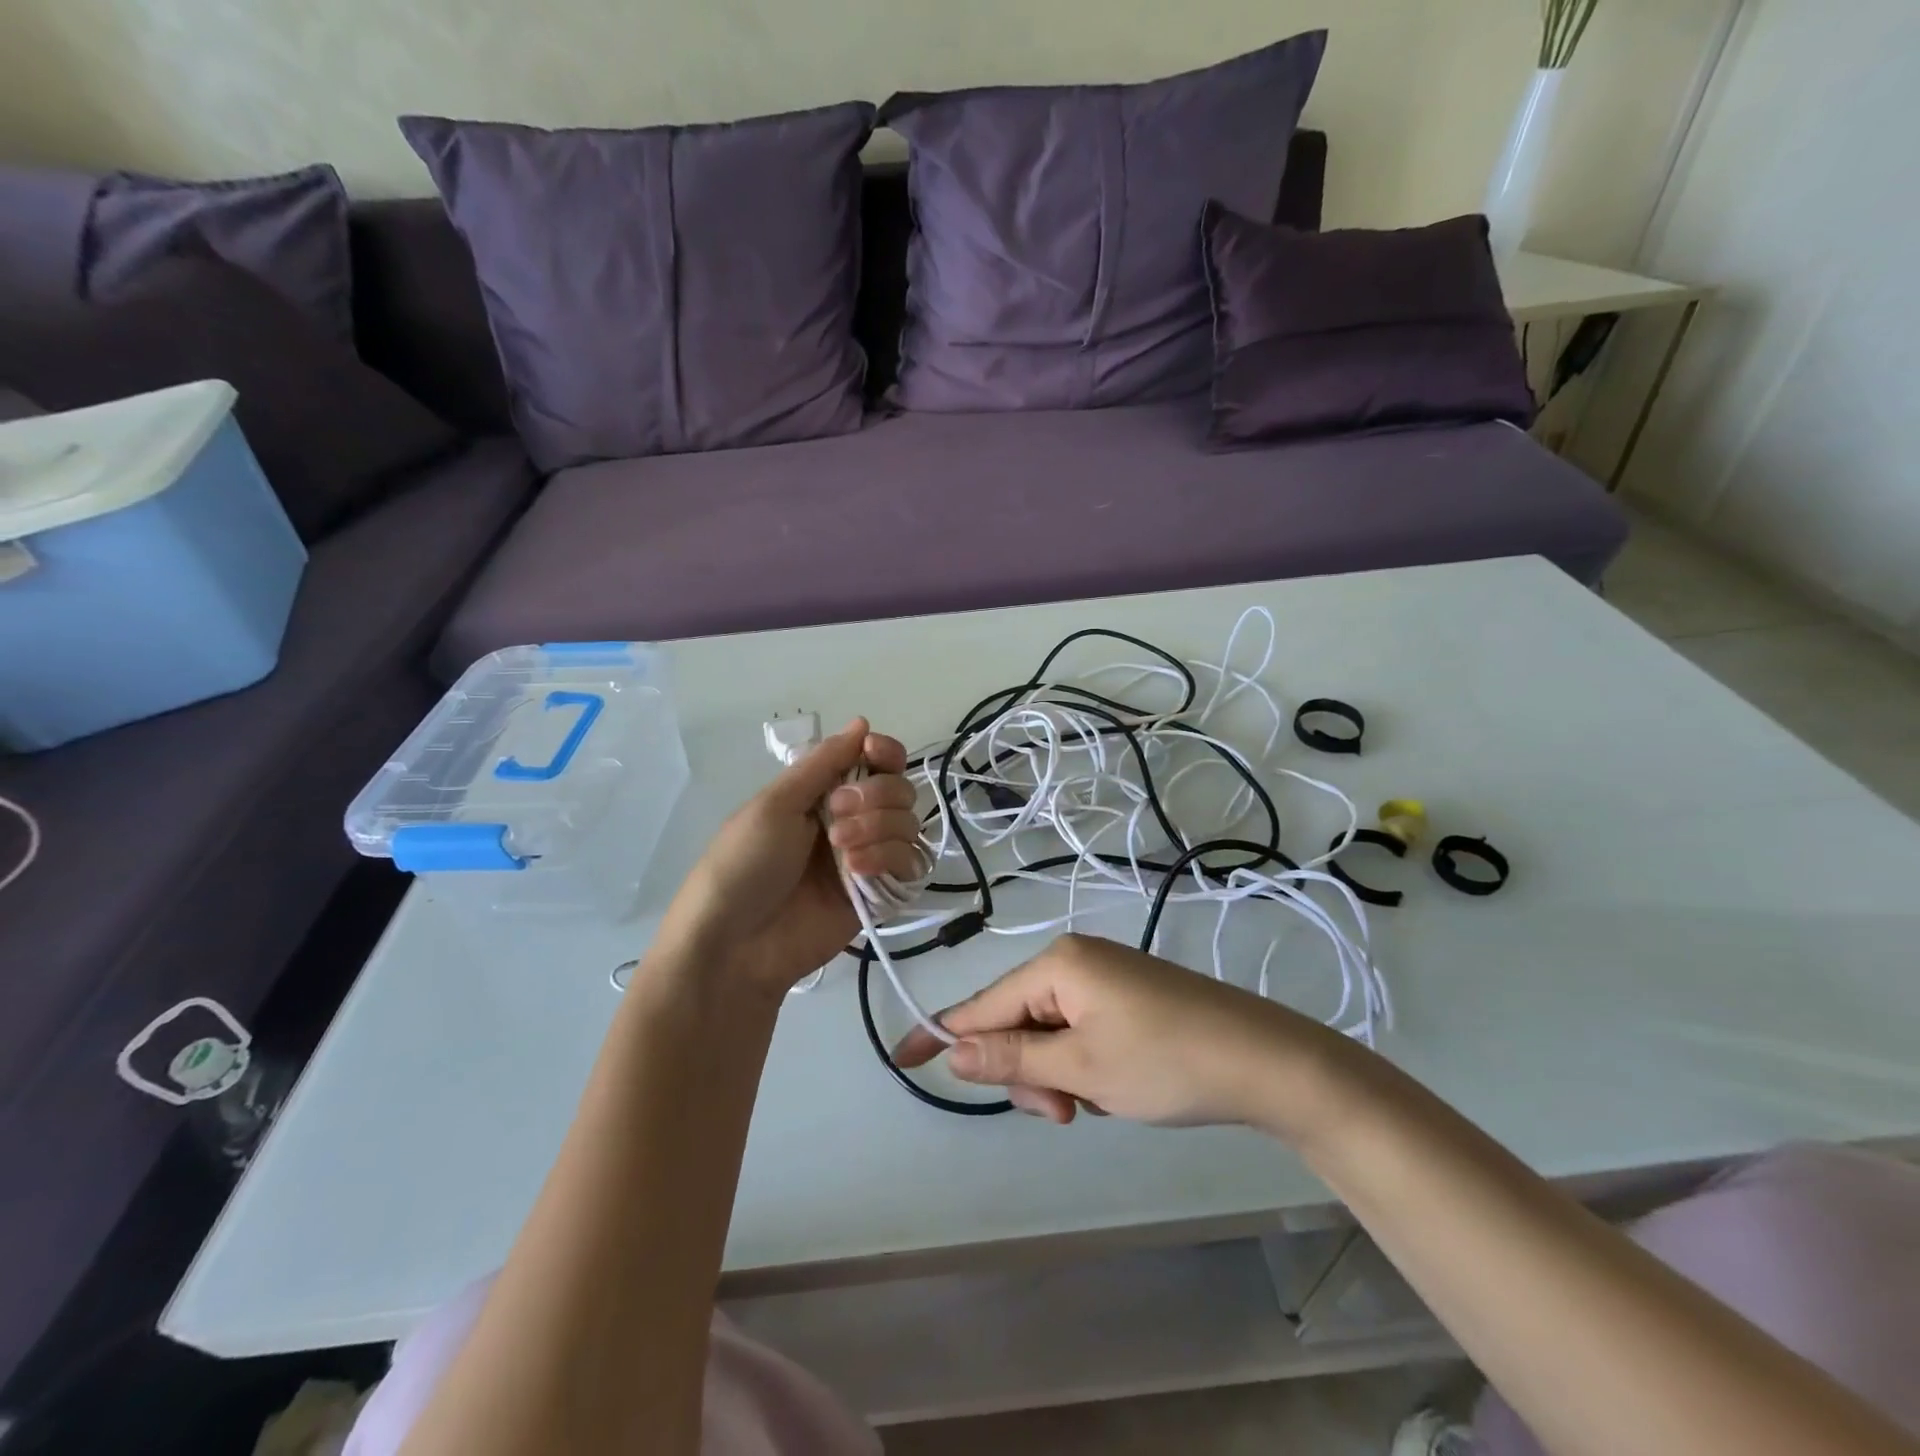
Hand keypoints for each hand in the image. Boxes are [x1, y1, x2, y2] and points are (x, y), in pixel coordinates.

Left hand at [660, 719, 924, 996]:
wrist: (736, 944)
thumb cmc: (744, 864)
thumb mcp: (776, 802)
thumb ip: (824, 762)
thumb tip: (863, 722)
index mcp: (823, 792)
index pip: (876, 761)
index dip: (885, 753)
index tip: (875, 755)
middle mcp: (852, 820)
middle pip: (899, 788)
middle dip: (874, 796)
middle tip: (837, 816)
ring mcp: (867, 857)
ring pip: (909, 824)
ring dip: (878, 829)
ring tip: (841, 852)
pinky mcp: (880, 894)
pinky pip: (911, 864)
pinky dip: (890, 859)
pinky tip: (857, 873)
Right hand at [894, 933, 1339, 1128]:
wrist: (1263, 1060)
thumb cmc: (1165, 1061)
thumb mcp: (1080, 1068)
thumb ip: (1012, 1058)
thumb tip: (951, 1049)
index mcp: (1058, 964)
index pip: (981, 1004)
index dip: (940, 1034)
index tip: (900, 1059)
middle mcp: (1075, 960)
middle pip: (1017, 1021)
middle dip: (1027, 1073)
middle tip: (1063, 1115)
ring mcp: (1103, 977)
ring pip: (1049, 1033)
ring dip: (1057, 1076)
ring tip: (1094, 1105)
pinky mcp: (1126, 996)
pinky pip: (1078, 1031)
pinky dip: (1081, 1066)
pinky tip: (1112, 1088)